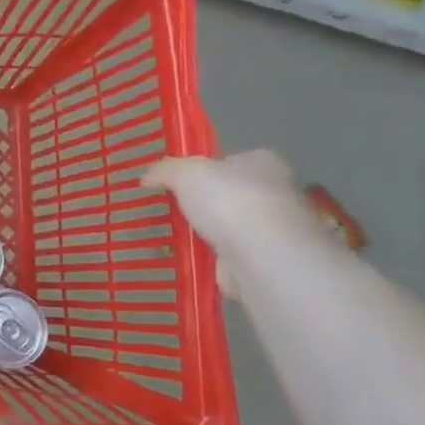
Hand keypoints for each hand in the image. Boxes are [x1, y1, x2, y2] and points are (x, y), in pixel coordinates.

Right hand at [142, 150, 326, 295]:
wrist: (262, 256)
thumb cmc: (229, 201)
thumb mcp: (185, 173)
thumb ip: (165, 170)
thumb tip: (147, 177)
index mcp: (264, 163)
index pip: (233, 161)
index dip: (207, 169)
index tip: (180, 182)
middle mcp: (276, 194)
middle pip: (232, 195)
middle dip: (206, 204)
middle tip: (171, 210)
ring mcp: (272, 232)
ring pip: (230, 229)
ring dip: (207, 235)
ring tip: (170, 238)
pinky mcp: (265, 263)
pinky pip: (228, 258)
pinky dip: (209, 261)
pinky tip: (185, 262)